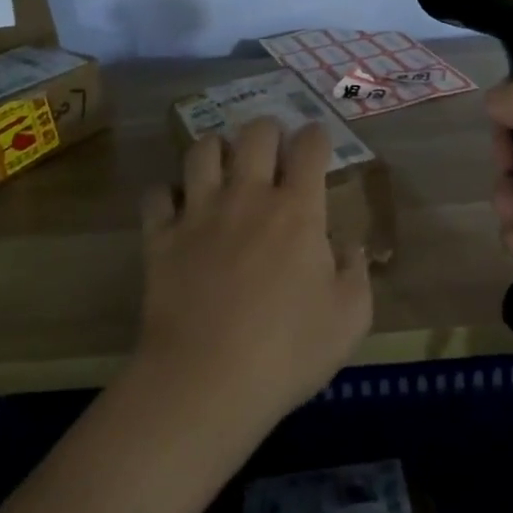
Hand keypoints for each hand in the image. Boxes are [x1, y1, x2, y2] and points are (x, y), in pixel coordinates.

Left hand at [137, 119, 372, 431]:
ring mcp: (199, 212)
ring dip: (216, 150)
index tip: (317, 144)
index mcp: (297, 210)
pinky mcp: (160, 237)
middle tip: (272, 151)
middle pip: (255, 133)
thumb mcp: (350, 319)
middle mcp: (247, 196)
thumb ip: (356, 273)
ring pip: (202, 150)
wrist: (206, 382)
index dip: (316, 136)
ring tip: (223, 166)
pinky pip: (157, 195)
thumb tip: (348, 245)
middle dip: (268, 131)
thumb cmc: (288, 352)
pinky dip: (166, 194)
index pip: (310, 146)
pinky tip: (176, 207)